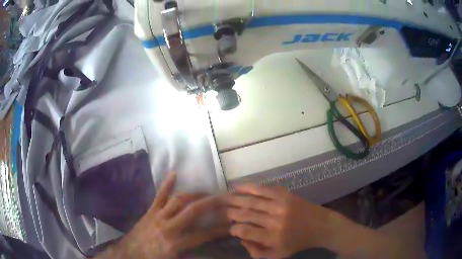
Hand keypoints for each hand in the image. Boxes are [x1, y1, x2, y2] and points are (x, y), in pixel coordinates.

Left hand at [101, 172, 228, 258]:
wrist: (129, 253)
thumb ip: (191, 254)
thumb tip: (207, 249)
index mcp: (175, 243)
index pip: (203, 235)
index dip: (219, 230)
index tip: (231, 225)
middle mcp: (168, 227)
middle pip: (193, 211)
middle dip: (210, 203)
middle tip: (224, 199)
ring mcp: (158, 216)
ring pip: (178, 200)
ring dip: (194, 195)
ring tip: (207, 193)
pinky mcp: (150, 211)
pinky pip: (159, 196)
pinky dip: (167, 184)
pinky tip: (174, 173)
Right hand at [226, 183, 334, 258]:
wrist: (318, 226)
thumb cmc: (296, 243)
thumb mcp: (277, 255)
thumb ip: (256, 252)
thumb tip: (241, 239)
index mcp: (272, 238)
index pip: (245, 232)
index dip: (234, 229)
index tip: (231, 228)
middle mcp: (274, 221)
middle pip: (245, 215)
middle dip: (230, 213)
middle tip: (223, 212)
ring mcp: (280, 205)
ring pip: (251, 201)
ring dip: (234, 199)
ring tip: (224, 199)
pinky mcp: (284, 194)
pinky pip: (262, 189)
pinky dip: (248, 186)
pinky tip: (236, 186)